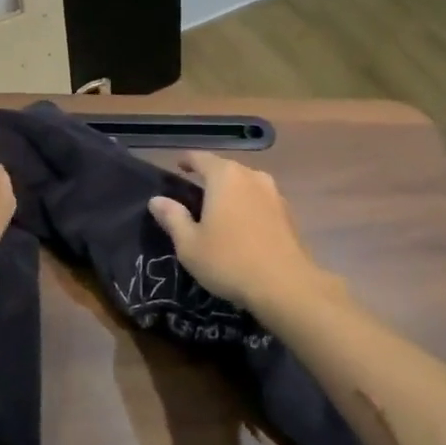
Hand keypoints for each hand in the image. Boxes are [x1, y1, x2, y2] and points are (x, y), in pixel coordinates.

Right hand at [148, 154, 336, 312]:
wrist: (286, 286)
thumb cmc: (229, 261)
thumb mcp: (190, 244)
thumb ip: (173, 218)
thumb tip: (157, 200)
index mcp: (225, 177)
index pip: (201, 158)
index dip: (187, 160)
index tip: (177, 166)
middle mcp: (252, 177)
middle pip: (226, 168)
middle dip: (210, 176)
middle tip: (195, 193)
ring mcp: (274, 194)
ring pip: (246, 184)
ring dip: (232, 192)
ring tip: (219, 210)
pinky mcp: (288, 214)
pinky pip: (260, 201)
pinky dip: (248, 206)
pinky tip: (242, 226)